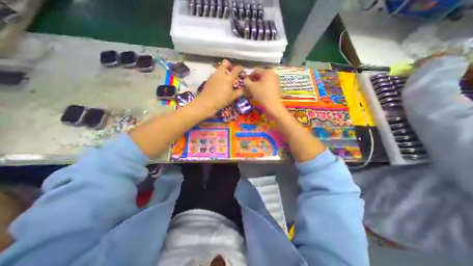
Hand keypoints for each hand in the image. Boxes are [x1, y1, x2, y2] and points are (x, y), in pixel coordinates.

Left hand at [195, 60, 243, 114]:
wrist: (206, 102)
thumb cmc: (221, 100)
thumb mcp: (232, 97)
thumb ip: (239, 92)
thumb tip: (242, 89)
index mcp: (229, 78)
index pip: (236, 69)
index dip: (240, 68)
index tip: (241, 69)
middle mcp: (221, 74)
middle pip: (225, 63)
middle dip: (229, 65)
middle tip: (231, 71)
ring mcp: (214, 75)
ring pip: (219, 69)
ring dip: (223, 71)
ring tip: (225, 79)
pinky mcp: (209, 79)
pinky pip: (215, 74)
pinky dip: (219, 76)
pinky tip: (219, 84)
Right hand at [241, 68, 281, 112]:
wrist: (273, 106)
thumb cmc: (262, 94)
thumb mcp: (251, 87)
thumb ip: (246, 81)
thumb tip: (245, 79)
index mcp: (267, 72)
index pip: (255, 71)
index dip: (249, 76)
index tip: (245, 83)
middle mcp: (272, 74)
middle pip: (259, 76)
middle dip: (252, 81)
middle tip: (247, 88)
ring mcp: (275, 81)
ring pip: (263, 81)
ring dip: (256, 85)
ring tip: (251, 92)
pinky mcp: (276, 88)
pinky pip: (266, 85)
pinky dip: (261, 88)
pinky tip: (257, 94)